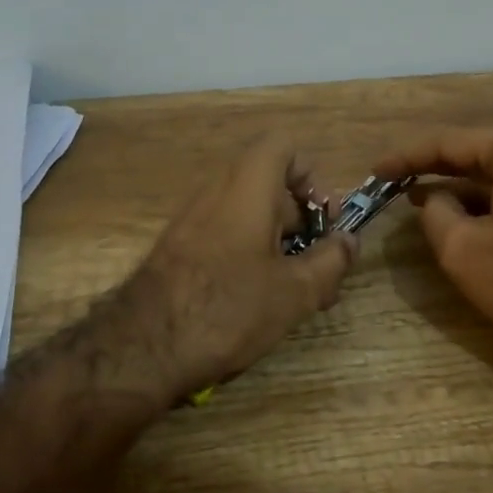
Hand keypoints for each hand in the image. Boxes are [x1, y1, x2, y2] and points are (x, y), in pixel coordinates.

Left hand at [110, 135, 359, 399]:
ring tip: (295, 290)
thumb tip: (349, 241)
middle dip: (302, 218)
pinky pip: (225, 232)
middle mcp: (217, 190)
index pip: (283, 146)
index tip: (325, 219)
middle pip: (269, 182)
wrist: (144, 346)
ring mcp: (192, 217)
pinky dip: (250, 252)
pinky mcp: (178, 245)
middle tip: (320, 263)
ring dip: (279, 241)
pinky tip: (259, 299)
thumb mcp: (296, 291)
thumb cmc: (229, 308)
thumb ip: (332, 260)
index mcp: (248, 186)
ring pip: (248, 212)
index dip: (312, 176)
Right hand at [374, 125, 492, 370]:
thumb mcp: (463, 249)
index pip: (450, 143)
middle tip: (391, 182)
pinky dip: (484, 200)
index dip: (406, 157)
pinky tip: (455, 212)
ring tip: (414, 196)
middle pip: (475, 153)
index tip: (375, 173)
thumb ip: (434, 212)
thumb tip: (435, 199)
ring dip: (457, 185)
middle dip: (432, 168)